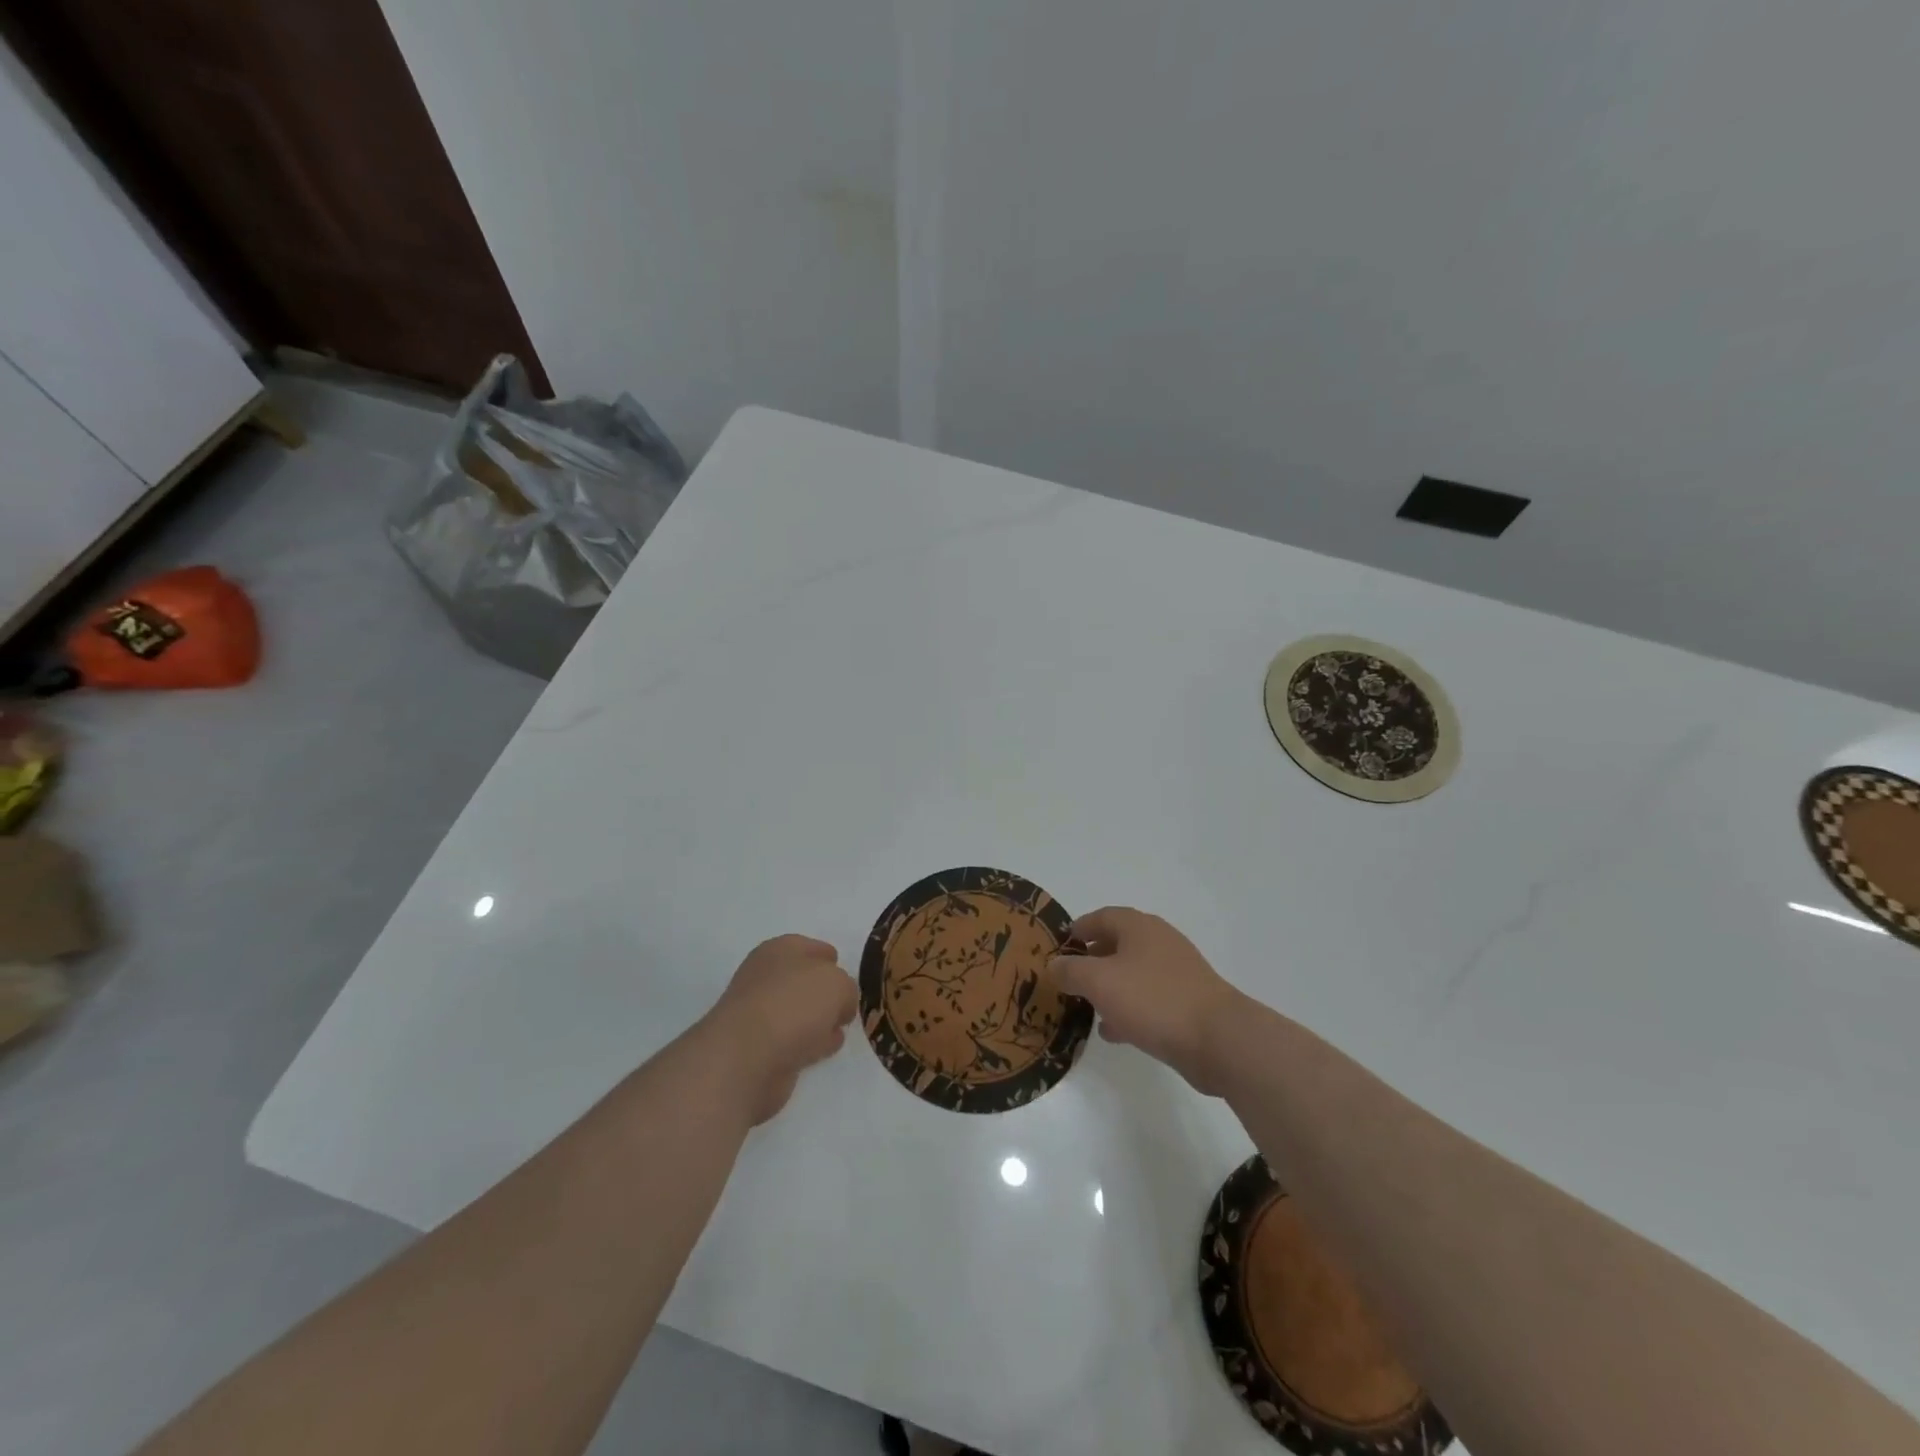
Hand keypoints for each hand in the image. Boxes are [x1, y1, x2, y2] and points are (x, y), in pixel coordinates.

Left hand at [699, 935, 858, 1123]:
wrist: (746, 1059)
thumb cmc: (794, 1005)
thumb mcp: (839, 985)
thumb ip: (847, 989)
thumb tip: (840, 1006)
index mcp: (781, 949)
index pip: (814, 948)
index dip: (833, 961)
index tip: (850, 978)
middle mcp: (766, 977)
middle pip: (804, 980)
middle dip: (825, 993)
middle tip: (847, 1006)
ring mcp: (759, 1014)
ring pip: (799, 1012)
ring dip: (817, 1020)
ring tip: (839, 1029)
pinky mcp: (758, 1049)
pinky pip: (793, 1041)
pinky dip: (807, 1044)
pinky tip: (822, 1050)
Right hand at [1051, 907, 1244, 1094]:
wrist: (1218, 1038)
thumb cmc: (1152, 1000)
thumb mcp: (1099, 982)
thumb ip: (1071, 971)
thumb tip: (1054, 964)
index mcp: (1138, 927)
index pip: (1101, 916)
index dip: (1078, 928)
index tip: (1060, 945)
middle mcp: (1159, 941)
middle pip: (1118, 943)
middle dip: (1093, 960)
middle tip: (1070, 978)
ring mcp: (1177, 971)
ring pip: (1133, 973)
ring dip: (1110, 987)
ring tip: (1087, 1007)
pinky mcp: (1188, 1001)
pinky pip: (1149, 998)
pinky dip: (1129, 1008)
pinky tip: (1115, 1031)